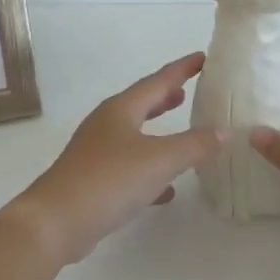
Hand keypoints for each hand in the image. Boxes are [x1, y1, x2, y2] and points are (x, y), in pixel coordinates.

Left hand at [9, 53, 227, 266]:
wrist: (56, 222)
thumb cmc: (109, 180)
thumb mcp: (160, 160)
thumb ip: (195, 145)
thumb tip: (224, 131)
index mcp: (121, 110)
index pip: (157, 81)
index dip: (181, 69)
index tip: (203, 58)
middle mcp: (106, 125)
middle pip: (141, 104)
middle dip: (164, 98)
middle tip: (187, 91)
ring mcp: (96, 153)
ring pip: (134, 135)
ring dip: (157, 131)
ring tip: (180, 131)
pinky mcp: (93, 181)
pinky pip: (129, 168)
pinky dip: (149, 170)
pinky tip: (166, 189)